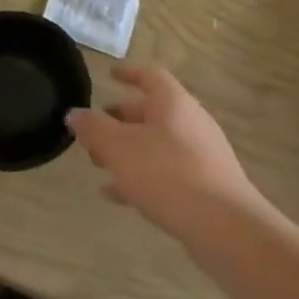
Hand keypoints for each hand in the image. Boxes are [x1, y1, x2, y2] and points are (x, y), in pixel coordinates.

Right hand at [66, 66, 273, 245]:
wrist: (224, 225)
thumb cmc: (167, 174)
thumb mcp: (119, 148)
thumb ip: (94, 129)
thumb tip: (75, 114)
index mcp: (173, 102)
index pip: (150, 76)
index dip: (128, 73)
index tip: (109, 74)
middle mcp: (190, 121)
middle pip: (151, 111)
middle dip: (119, 119)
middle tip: (93, 132)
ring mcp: (201, 153)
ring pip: (156, 143)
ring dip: (127, 150)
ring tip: (99, 164)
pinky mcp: (205, 184)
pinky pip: (166, 171)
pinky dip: (141, 175)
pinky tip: (118, 194)